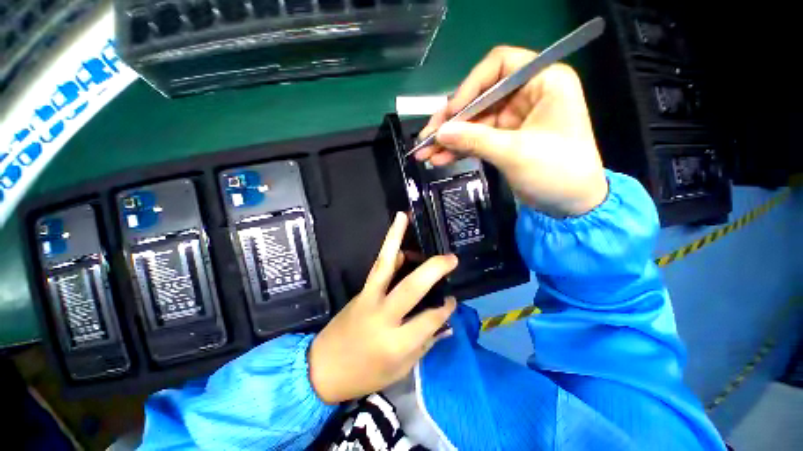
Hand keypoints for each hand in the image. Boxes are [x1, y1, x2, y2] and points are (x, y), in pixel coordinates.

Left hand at [308, 212, 457, 403]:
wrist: (322, 369)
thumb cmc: (365, 374)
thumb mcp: (400, 370)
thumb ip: (425, 343)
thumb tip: (446, 323)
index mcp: (395, 343)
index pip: (429, 320)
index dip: (444, 309)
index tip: (452, 300)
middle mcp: (382, 316)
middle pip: (410, 288)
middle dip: (433, 269)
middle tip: (451, 258)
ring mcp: (368, 299)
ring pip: (385, 264)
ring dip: (395, 238)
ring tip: (404, 217)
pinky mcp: (361, 290)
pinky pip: (378, 267)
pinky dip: (389, 251)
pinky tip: (398, 241)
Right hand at [416, 46, 607, 217]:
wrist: (572, 203)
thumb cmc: (557, 171)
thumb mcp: (515, 153)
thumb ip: (475, 139)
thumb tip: (439, 133)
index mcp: (543, 81)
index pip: (498, 66)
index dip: (469, 87)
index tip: (450, 114)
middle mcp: (527, 94)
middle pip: (479, 98)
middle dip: (451, 121)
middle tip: (425, 138)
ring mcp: (513, 118)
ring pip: (473, 122)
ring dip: (449, 138)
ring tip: (425, 153)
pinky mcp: (504, 139)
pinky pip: (476, 139)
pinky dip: (458, 149)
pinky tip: (439, 158)